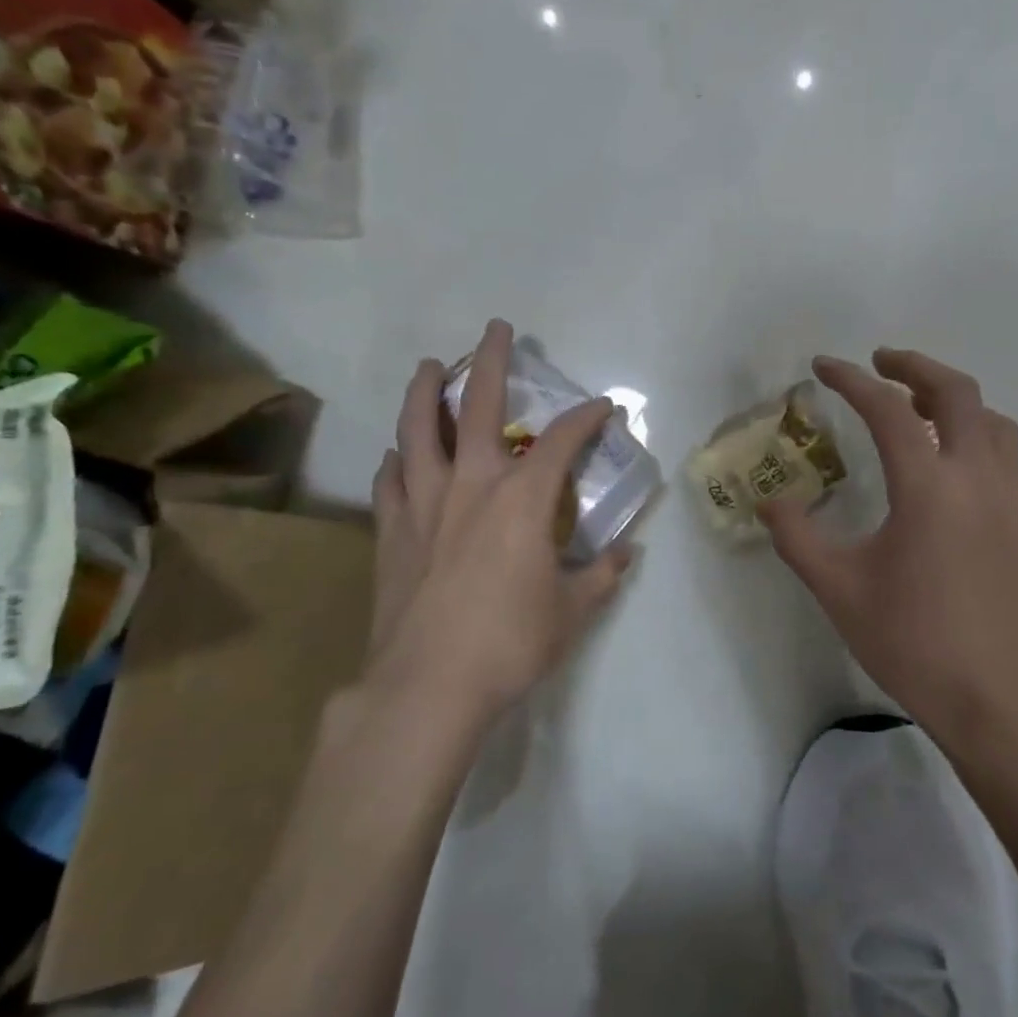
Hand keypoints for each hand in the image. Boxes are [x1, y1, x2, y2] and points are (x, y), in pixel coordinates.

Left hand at [361, 320, 633, 731]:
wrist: (427, 686)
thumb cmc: (509, 645)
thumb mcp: (572, 612)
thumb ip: (602, 576)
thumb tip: (627, 554)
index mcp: (523, 499)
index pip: (563, 440)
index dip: (587, 417)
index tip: (603, 407)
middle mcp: (473, 484)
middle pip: (481, 406)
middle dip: (492, 362)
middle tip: (497, 329)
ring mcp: (424, 503)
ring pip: (419, 429)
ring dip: (427, 392)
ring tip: (429, 367)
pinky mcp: (391, 530)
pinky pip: (390, 479)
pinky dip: (396, 459)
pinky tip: (397, 454)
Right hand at [761, 349, 1017, 751]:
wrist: (995, 697)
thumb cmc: (911, 641)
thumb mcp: (837, 588)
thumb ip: (797, 537)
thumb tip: (770, 501)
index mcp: (928, 488)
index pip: (889, 410)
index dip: (852, 380)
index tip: (822, 367)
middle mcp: (976, 479)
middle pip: (957, 393)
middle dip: (915, 366)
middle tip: (880, 362)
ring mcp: (1008, 500)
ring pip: (991, 420)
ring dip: (953, 397)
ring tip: (917, 404)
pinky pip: (1005, 454)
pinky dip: (976, 433)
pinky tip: (951, 460)